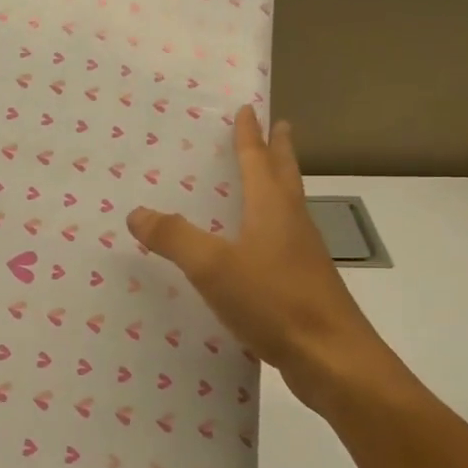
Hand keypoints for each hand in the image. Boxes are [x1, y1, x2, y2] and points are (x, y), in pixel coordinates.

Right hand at [126, 107, 418, 414]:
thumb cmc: (274, 301)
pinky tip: (259, 248)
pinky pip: (284, 241)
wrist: (331, 357)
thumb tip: (136, 212)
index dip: (250, 136)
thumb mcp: (213, 267)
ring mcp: (303, 255)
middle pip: (286, 176)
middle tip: (281, 126)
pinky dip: (272, 228)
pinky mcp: (304, 285)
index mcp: (272, 209)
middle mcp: (292, 224)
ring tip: (268, 180)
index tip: (249, 109)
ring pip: (290, 208)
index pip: (258, 161)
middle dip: (280, 150)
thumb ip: (174, 237)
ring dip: (280, 186)